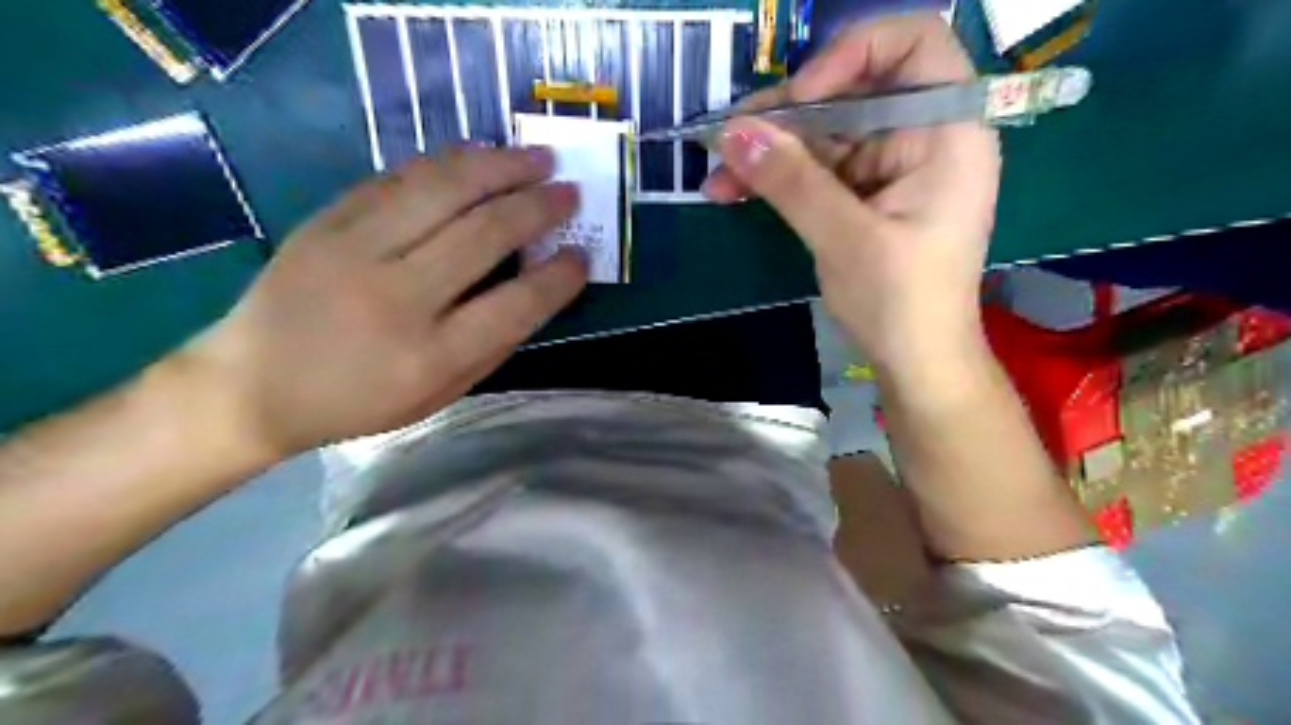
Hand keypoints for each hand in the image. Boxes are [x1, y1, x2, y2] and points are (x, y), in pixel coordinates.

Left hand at [178, 144, 589, 455]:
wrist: (252, 385)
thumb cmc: (360, 401)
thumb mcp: (439, 394)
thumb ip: (492, 343)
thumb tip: (538, 286)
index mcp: (429, 355)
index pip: (516, 305)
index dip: (559, 277)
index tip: (582, 255)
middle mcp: (395, 298)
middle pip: (483, 234)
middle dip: (537, 206)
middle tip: (569, 190)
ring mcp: (354, 251)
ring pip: (442, 190)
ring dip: (500, 166)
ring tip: (536, 156)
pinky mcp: (326, 220)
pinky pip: (399, 179)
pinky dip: (448, 162)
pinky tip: (479, 155)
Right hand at [705, 12, 995, 367]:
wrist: (917, 363)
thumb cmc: (901, 302)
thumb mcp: (844, 238)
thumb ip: (790, 180)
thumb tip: (731, 131)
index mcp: (946, 132)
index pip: (912, 45)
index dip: (852, 53)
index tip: (802, 99)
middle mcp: (922, 138)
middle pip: (851, 93)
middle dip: (786, 116)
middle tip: (728, 138)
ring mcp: (891, 169)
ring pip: (824, 136)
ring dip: (769, 152)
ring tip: (717, 174)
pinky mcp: (866, 197)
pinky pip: (817, 171)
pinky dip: (778, 179)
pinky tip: (733, 189)